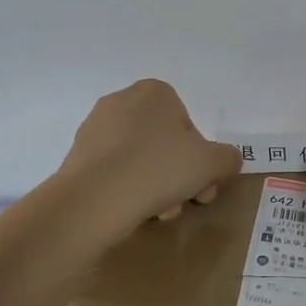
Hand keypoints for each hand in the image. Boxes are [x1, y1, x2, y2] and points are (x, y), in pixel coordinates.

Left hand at [57, 79, 241, 232]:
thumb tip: (227, 160)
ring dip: (156, 186)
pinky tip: (133, 211)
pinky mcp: (78, 156)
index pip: (188, 125)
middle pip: (164, 144)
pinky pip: (115, 171)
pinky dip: (128, 189)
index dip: (201, 158)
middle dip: (179, 175)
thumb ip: (227, 158)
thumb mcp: (211, 164)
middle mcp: (122, 101)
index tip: (203, 184)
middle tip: (187, 202)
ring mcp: (95, 128)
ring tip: (159, 213)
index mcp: (155, 92)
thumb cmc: (159, 169)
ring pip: (141, 159)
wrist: (95, 199)